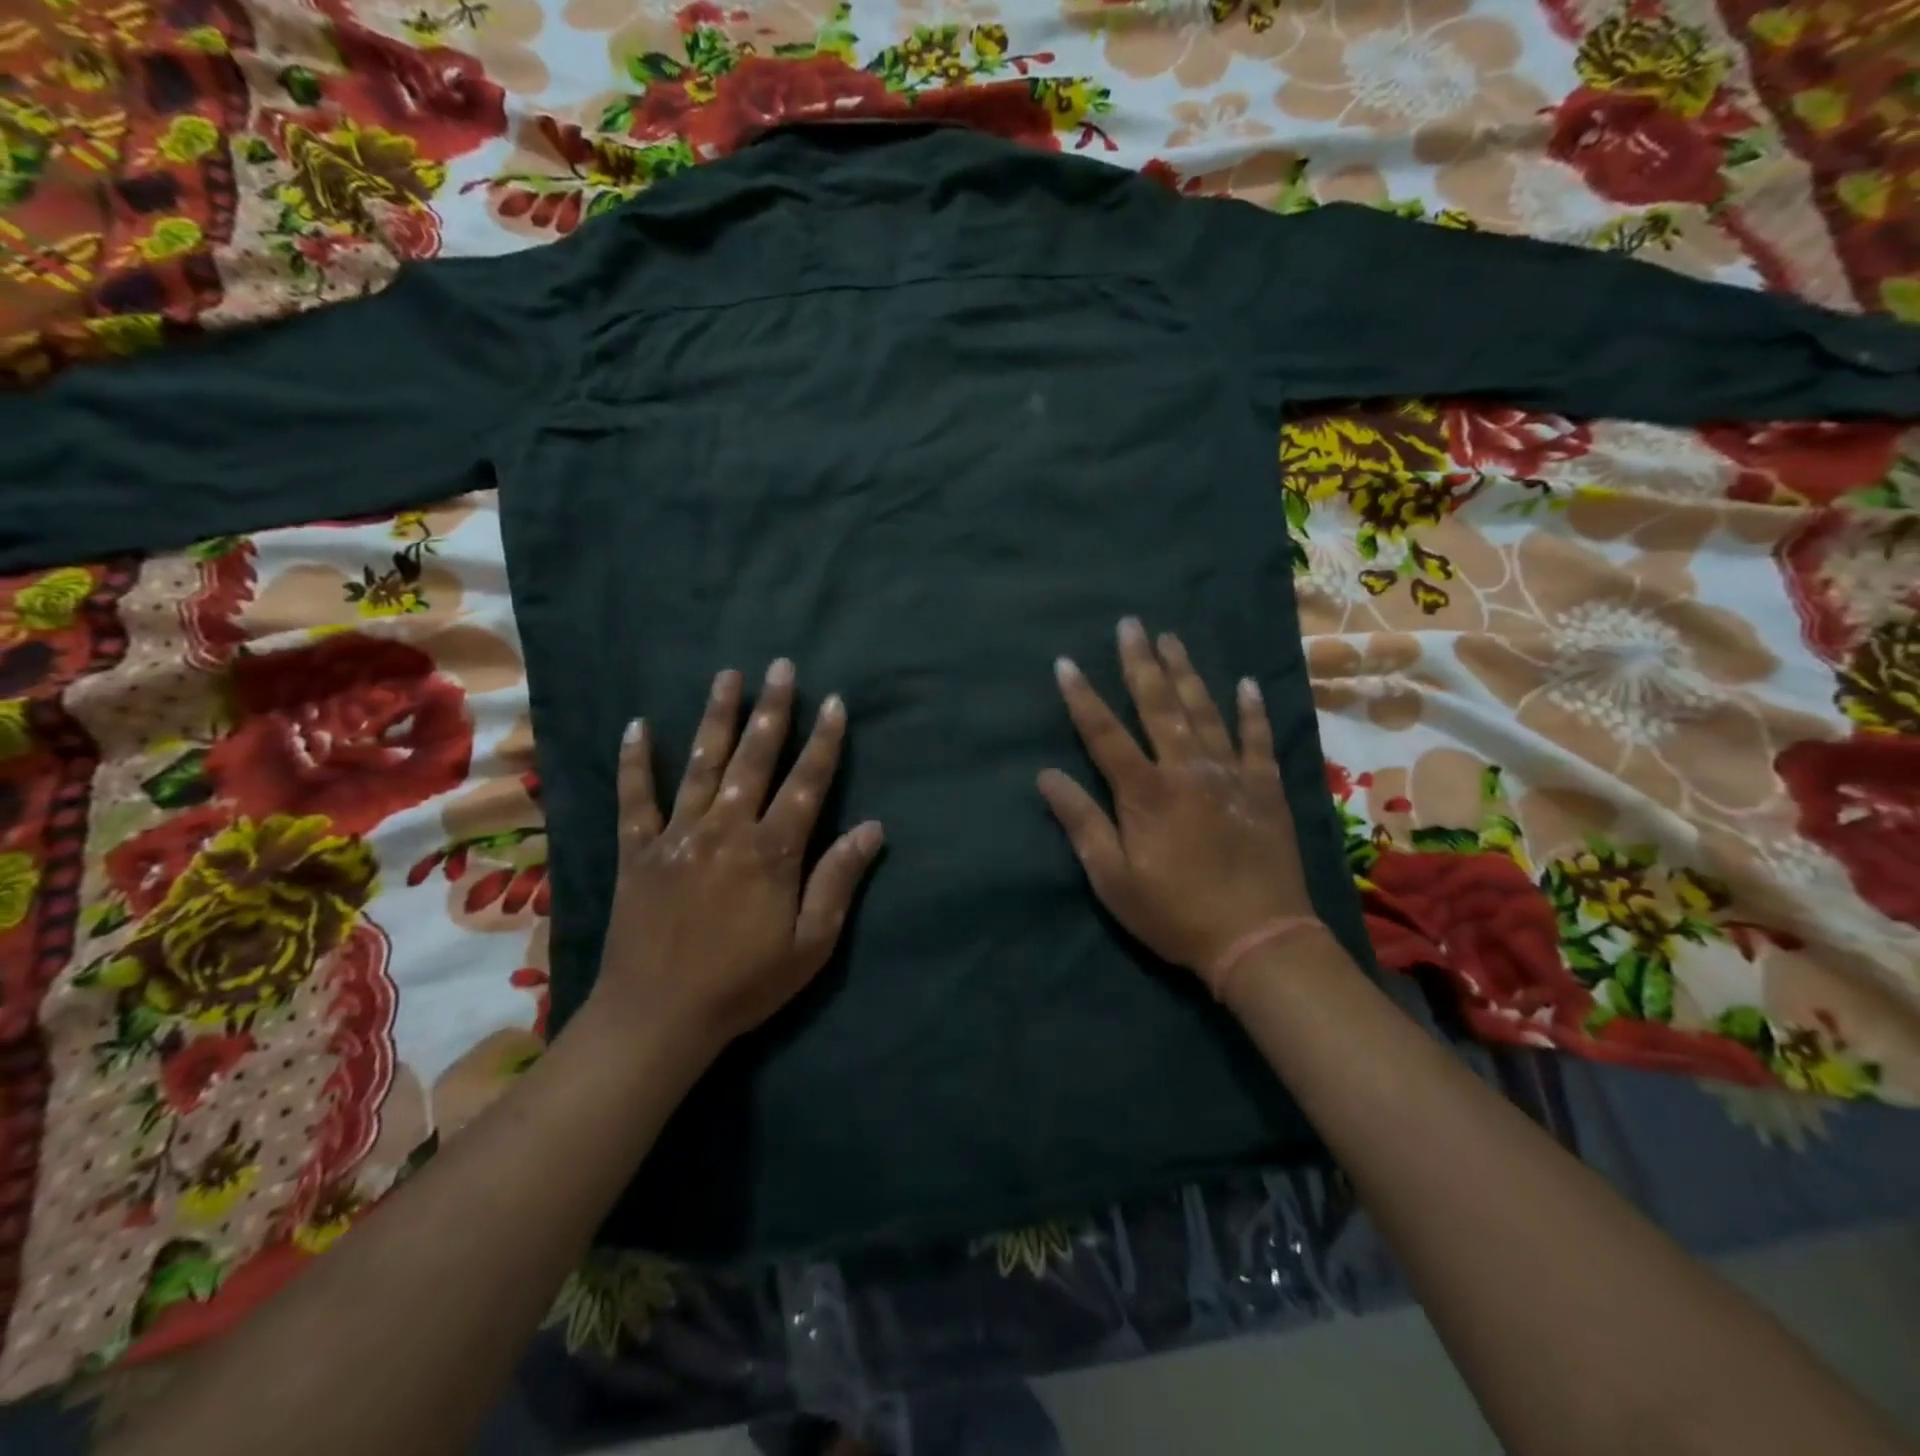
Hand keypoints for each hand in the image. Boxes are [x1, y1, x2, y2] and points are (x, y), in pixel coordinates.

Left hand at [592, 659, 884, 1051]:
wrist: (659, 1018)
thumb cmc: (745, 984)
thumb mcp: (811, 944)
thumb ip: (838, 880)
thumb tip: (873, 829)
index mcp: (772, 851)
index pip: (807, 784)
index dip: (823, 742)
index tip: (833, 702)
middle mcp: (726, 829)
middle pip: (755, 759)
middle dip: (772, 710)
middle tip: (781, 666)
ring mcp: (678, 836)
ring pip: (702, 764)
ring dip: (716, 717)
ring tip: (727, 675)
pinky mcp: (638, 851)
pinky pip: (635, 798)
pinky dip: (635, 762)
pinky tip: (637, 726)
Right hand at [1038, 618, 1315, 995]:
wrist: (1258, 940)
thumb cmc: (1175, 913)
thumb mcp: (1113, 879)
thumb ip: (1082, 822)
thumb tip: (1047, 776)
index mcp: (1146, 793)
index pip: (1105, 734)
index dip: (1083, 698)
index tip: (1066, 663)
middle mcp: (1187, 770)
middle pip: (1159, 707)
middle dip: (1140, 663)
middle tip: (1131, 624)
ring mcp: (1231, 775)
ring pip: (1205, 711)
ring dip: (1186, 673)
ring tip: (1172, 638)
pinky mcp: (1265, 789)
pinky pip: (1258, 740)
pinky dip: (1252, 711)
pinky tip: (1246, 684)